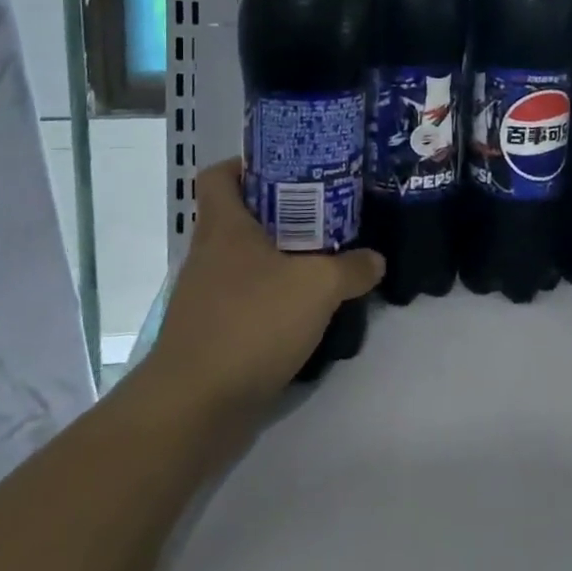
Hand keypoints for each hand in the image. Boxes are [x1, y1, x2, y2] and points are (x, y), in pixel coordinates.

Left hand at [139, 160, 382, 415]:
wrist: (196, 406)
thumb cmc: (252, 323)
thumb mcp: (317, 287)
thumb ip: (351, 268)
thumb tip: (375, 259)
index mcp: (224, 226)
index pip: (220, 175)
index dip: (249, 164)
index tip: (290, 170)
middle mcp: (209, 254)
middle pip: (242, 216)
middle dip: (283, 212)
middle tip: (327, 214)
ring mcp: (207, 295)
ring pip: (246, 260)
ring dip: (281, 258)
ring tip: (325, 260)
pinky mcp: (212, 332)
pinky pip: (247, 299)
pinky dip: (274, 298)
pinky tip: (307, 310)